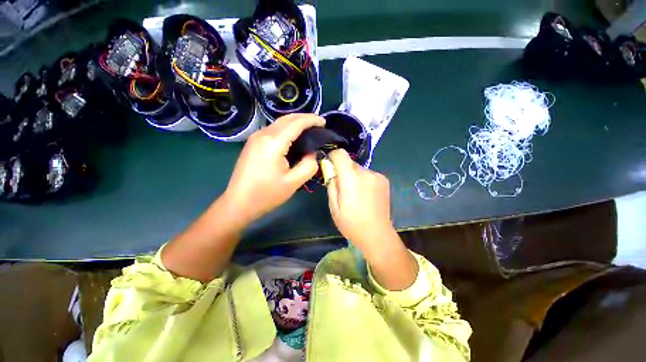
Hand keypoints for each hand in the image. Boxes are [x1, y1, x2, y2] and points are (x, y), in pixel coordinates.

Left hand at [223, 113, 324, 224]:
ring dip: (295, 123)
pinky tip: (293, 137)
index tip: (324, 122)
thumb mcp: (294, 182)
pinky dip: (286, 129)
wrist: (238, 203)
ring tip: (309, 130)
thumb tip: (312, 153)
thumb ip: (309, 165)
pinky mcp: (252, 143)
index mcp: (274, 142)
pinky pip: (273, 130)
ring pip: (279, 123)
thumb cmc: (266, 194)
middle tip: (319, 124)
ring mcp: (255, 138)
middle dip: (304, 118)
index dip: (312, 120)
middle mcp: (263, 134)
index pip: (297, 123)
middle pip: (287, 118)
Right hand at [327, 149, 417, 289]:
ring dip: (354, 177)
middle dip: (343, 171)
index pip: (340, 154)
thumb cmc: (351, 223)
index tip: (330, 167)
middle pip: (350, 163)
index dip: (333, 157)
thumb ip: (331, 184)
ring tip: (356, 195)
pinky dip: (364, 180)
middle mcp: (366, 172)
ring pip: (359, 169)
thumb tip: (332, 171)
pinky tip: (366, 196)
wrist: (377, 234)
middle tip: (343, 188)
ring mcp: (377, 175)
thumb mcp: (333, 206)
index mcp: (351, 178)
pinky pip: (369, 175)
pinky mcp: (384, 180)